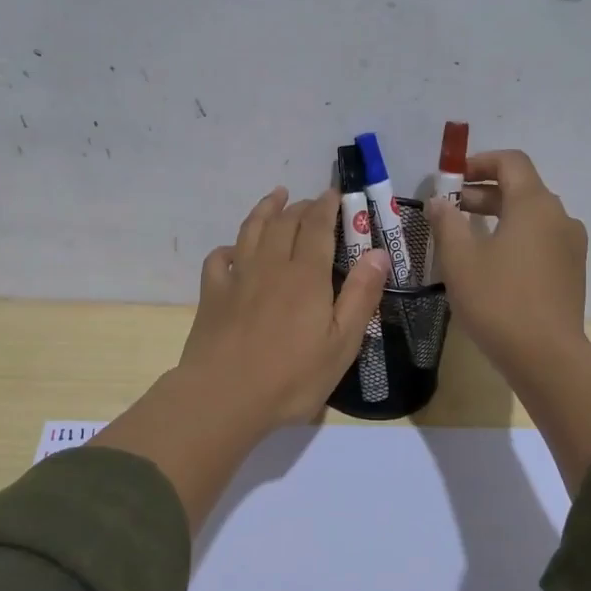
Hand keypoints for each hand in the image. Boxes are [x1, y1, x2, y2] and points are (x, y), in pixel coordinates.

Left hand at [94, 187, 389, 530]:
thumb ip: (361, 296)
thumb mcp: (342, 344)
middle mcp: (271, 265)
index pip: (317, 226)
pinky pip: (219, 258)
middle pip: (285, 222)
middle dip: (301, 206)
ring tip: (275, 196)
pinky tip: (234, 250)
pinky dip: (229, 247)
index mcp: (306, 275)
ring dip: (265, 209)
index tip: (334, 193)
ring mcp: (237, 277)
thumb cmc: (291, 377)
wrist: (224, 396)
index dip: (327, 206)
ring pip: (251, 230)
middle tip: (312, 201)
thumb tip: (378, 252)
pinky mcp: (212, 294)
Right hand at [425, 149, 590, 493]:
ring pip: (532, 216)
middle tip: (451, 209)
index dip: (480, 162)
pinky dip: (516, 237)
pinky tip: (492, 263)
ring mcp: (571, 245)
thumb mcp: (459, 259)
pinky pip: (541, 239)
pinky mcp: (572, 271)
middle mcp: (559, 216)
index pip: (512, 162)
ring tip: (467, 236)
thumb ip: (447, 222)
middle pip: (522, 188)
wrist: (547, 356)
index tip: (453, 178)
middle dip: (484, 192)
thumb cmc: (498, 300)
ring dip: (499, 216)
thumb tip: (440, 201)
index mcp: (534, 204)